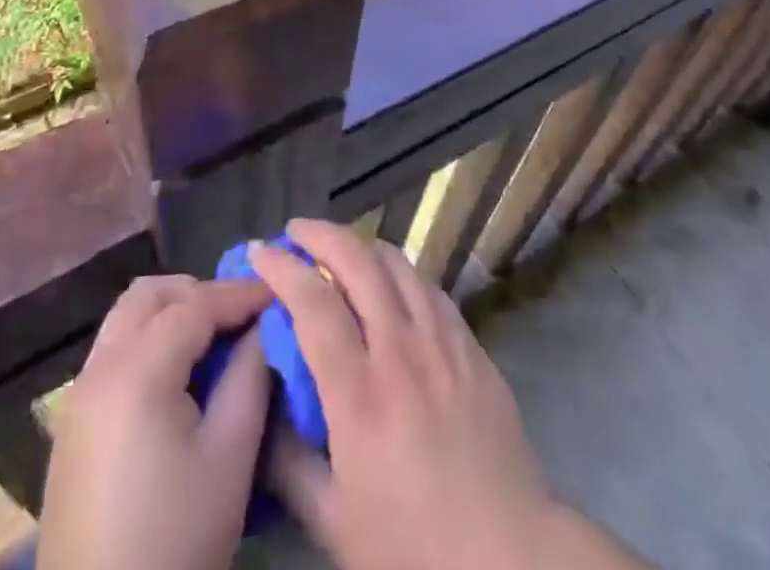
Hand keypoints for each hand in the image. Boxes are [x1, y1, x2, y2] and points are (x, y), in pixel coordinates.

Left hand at [38, 274, 272, 569]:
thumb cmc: (175, 540)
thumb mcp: (230, 456)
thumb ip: (251, 375)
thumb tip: (265, 326)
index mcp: (137, 370)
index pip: (196, 304)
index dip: (240, 294)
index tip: (278, 293)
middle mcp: (99, 368)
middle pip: (150, 295)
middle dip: (199, 293)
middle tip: (240, 317)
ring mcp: (78, 396)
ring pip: (126, 318)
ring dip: (170, 313)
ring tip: (212, 342)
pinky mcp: (71, 425)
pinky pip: (113, 351)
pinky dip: (148, 340)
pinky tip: (177, 377)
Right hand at [250, 220, 651, 569]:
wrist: (510, 556)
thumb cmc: (413, 547)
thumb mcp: (334, 521)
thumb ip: (289, 462)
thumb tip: (264, 408)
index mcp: (359, 394)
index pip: (313, 303)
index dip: (282, 269)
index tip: (259, 252)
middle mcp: (401, 350)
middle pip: (358, 262)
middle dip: (321, 234)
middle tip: (296, 231)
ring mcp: (442, 341)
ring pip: (399, 264)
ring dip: (363, 246)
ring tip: (341, 248)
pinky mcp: (471, 345)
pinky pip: (429, 288)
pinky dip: (401, 272)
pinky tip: (392, 282)